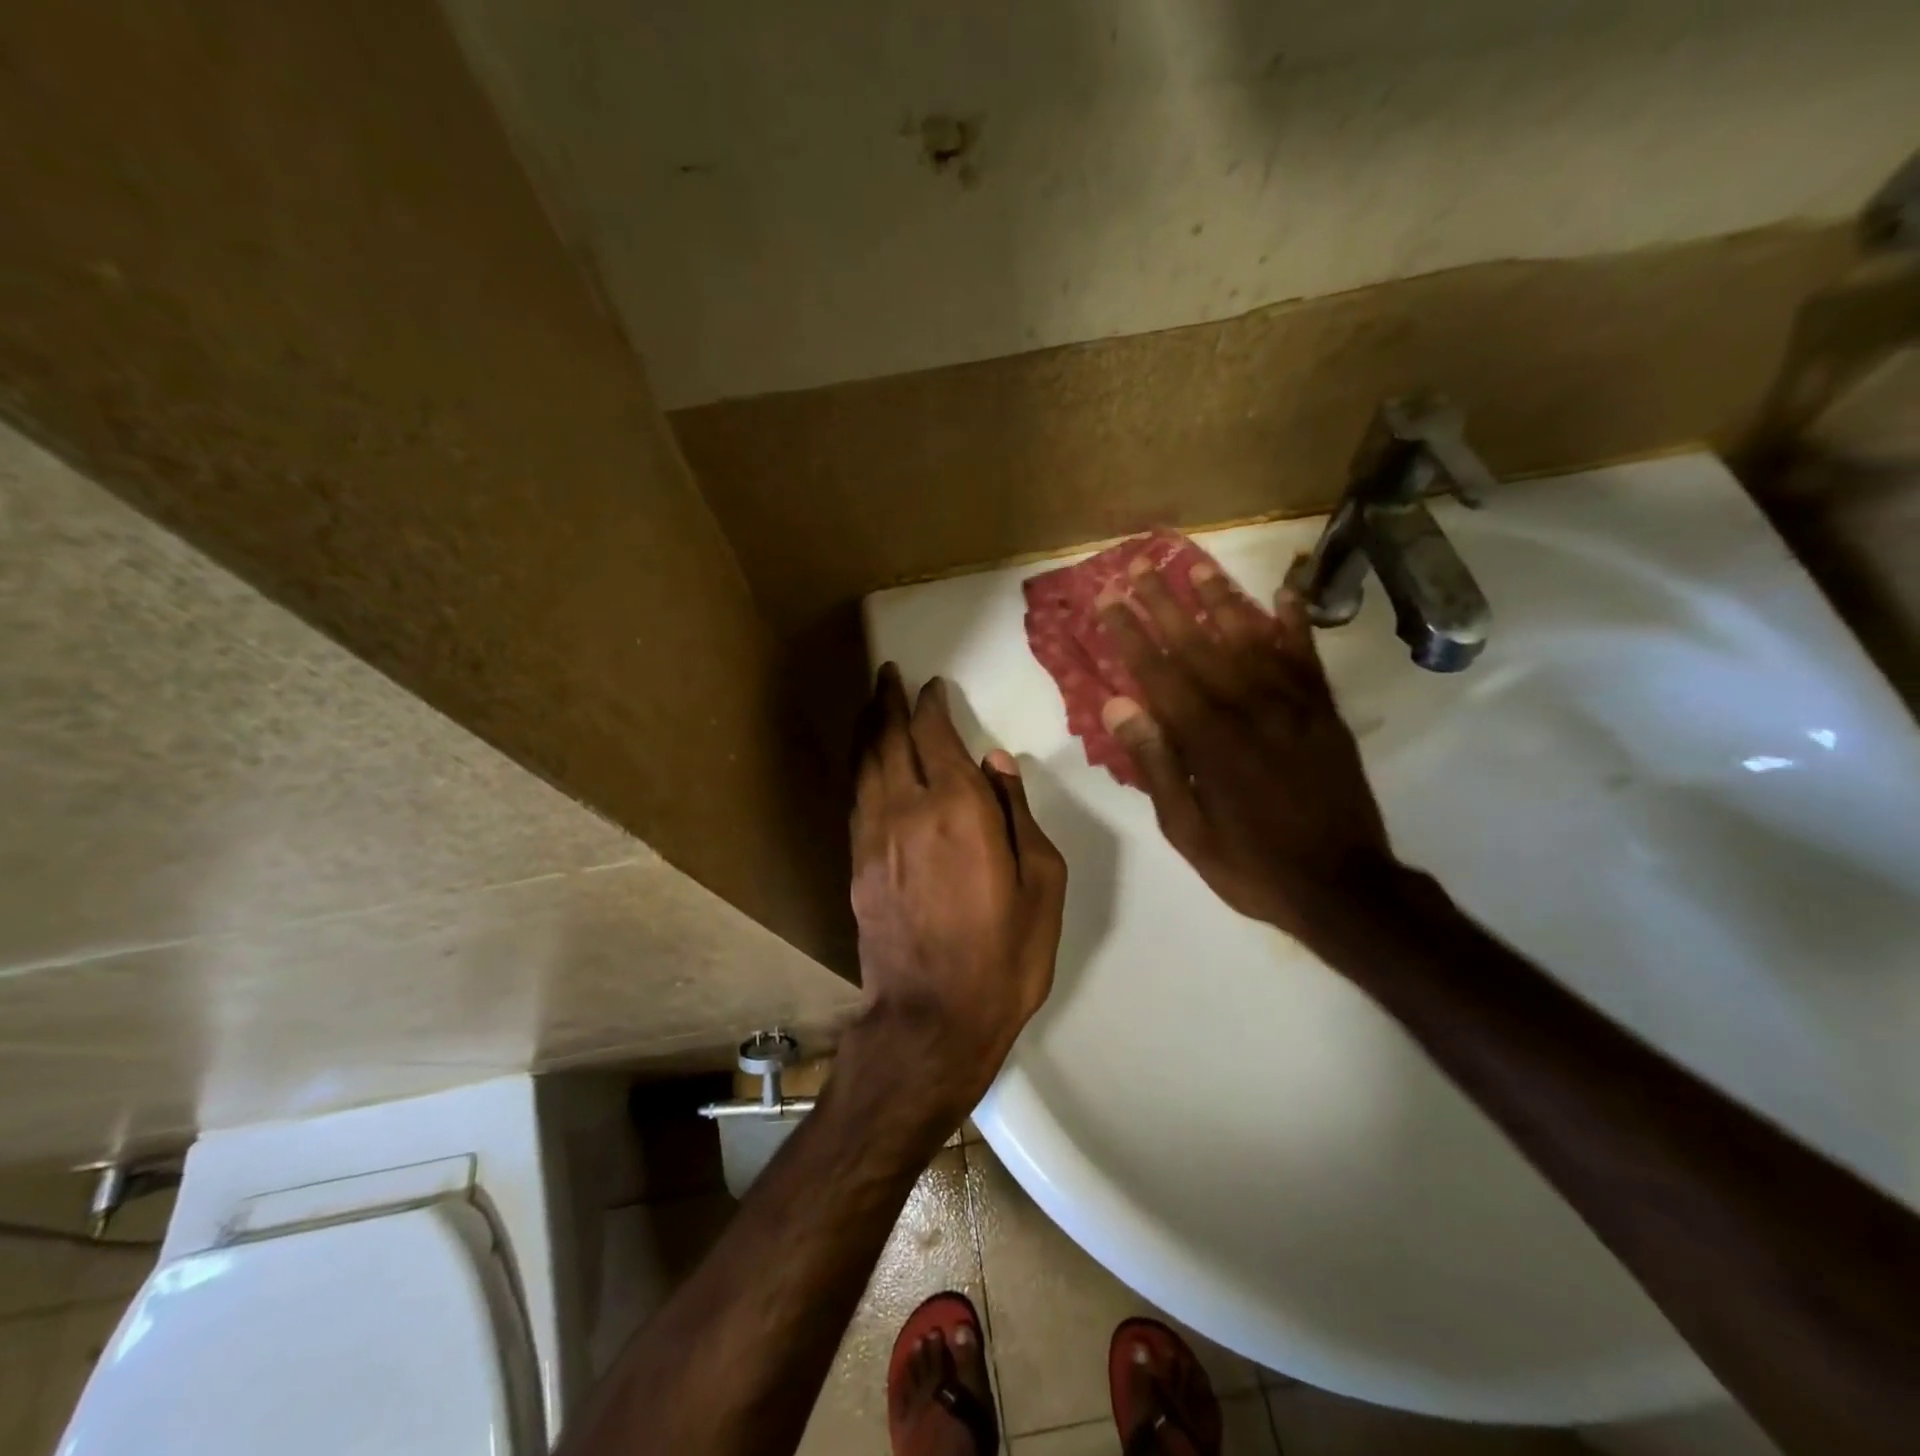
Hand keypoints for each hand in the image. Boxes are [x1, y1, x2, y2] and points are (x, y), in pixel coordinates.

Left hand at [847, 666, 1066, 1122]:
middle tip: (888, 674)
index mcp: (959, 810)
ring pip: (864, 764)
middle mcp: (908, 810)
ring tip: (872, 703)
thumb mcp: (1042, 884)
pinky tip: (864, 761)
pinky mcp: (857, 865)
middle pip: (890, 739)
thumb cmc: (1004, 955)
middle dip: (888, 701)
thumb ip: (1018, 814)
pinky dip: (859, 767)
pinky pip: (856, 797)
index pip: (937, 736)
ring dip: (868, 727)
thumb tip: (997, 762)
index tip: (933, 686)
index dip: (931, 705)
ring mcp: (874, 837)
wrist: (932, 1019)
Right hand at [1095, 558, 1398, 948]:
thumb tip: (1118, 706)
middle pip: (1199, 643)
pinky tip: (1284, 593)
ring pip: (1251, 638)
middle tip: (1139, 566)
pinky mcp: (1324, 712)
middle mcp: (1248, 708)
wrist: (1343, 886)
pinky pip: (1307, 656)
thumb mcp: (1186, 830)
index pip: (1159, 672)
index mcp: (1207, 740)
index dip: (1131, 632)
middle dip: (1165, 602)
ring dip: (1221, 599)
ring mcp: (1293, 705)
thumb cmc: (1251, 864)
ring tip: (1195, 566)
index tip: (1109, 599)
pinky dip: (1295, 622)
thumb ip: (1155, 764)